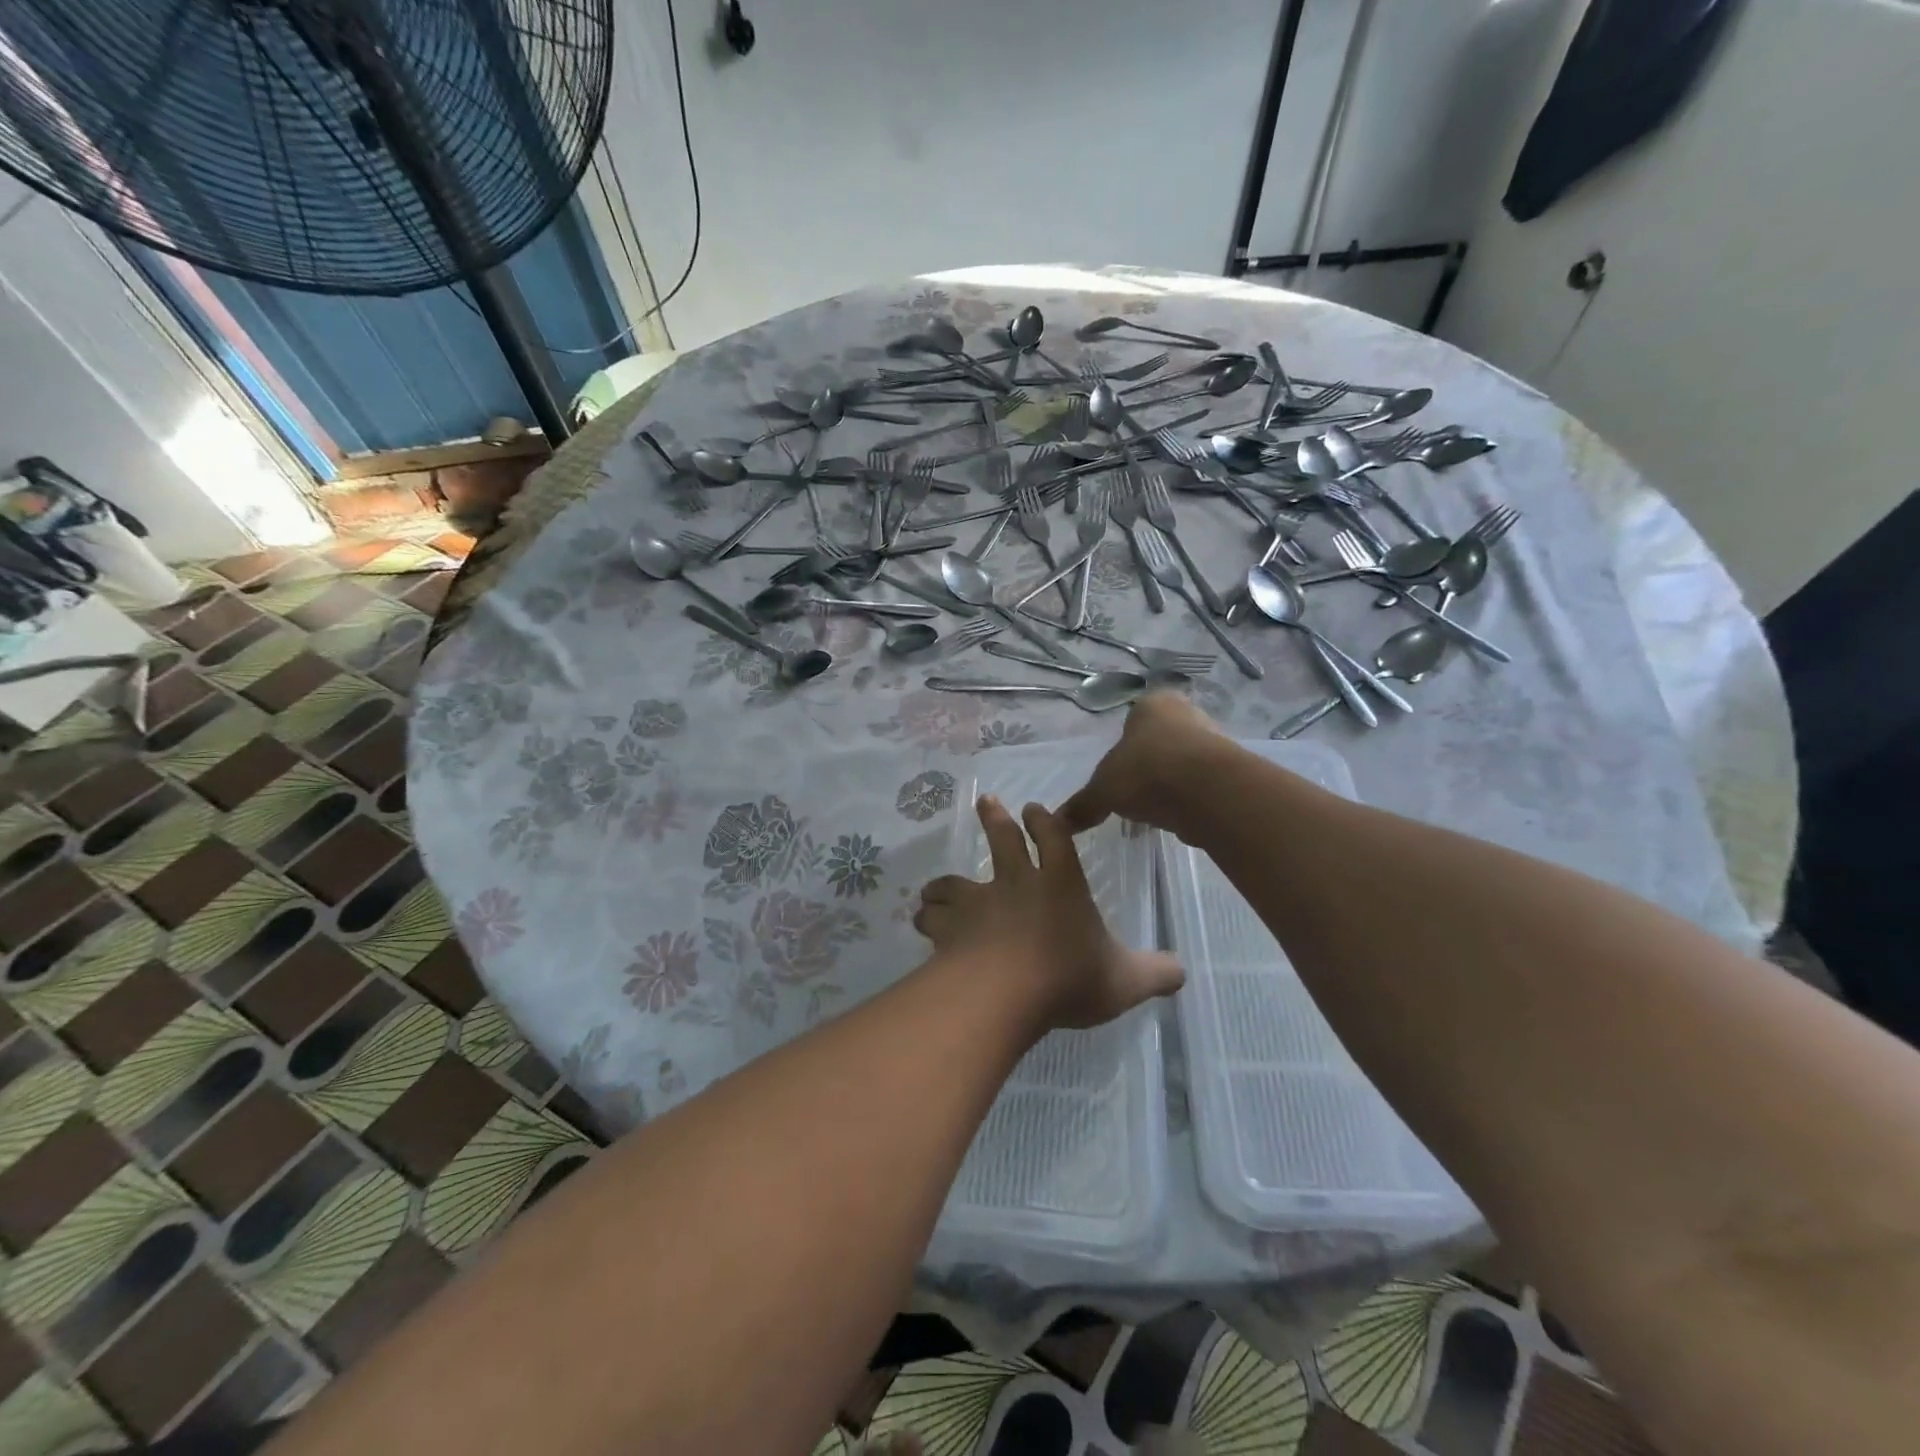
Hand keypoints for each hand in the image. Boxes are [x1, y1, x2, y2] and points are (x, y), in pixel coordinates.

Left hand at [914, 796, 1182, 1031]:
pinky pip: (932, 917)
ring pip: (954, 881)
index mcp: (1060, 884)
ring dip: (946, 882)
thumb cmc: (1068, 977)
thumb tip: (1182, 972)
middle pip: (1002, 840)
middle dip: (995, 818)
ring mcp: (977, 904)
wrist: (1003, 994)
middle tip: (986, 800)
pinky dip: (927, 916)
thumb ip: (1156, 974)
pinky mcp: (949, 929)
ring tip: (936, 885)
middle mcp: (1015, 884)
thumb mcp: (1125, 980)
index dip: (1046, 822)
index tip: (1035, 809)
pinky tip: (923, 920)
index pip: (1055, 838)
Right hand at [1059, 691, 1231, 840]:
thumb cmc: (1146, 771)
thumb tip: (1059, 822)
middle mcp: (1187, 713)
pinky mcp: (1231, 771)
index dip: (1124, 745)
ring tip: (1155, 811)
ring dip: (1170, 784)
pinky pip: (1202, 785)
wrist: (1208, 792)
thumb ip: (1083, 804)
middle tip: (1134, 792)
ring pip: (1183, 762)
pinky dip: (1190, 799)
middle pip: (1161, 740)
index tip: (1118, 772)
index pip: (1134, 717)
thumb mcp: (1103, 790)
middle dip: (1148, 765)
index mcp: (1153, 704)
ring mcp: (1214, 741)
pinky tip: (1179, 817)